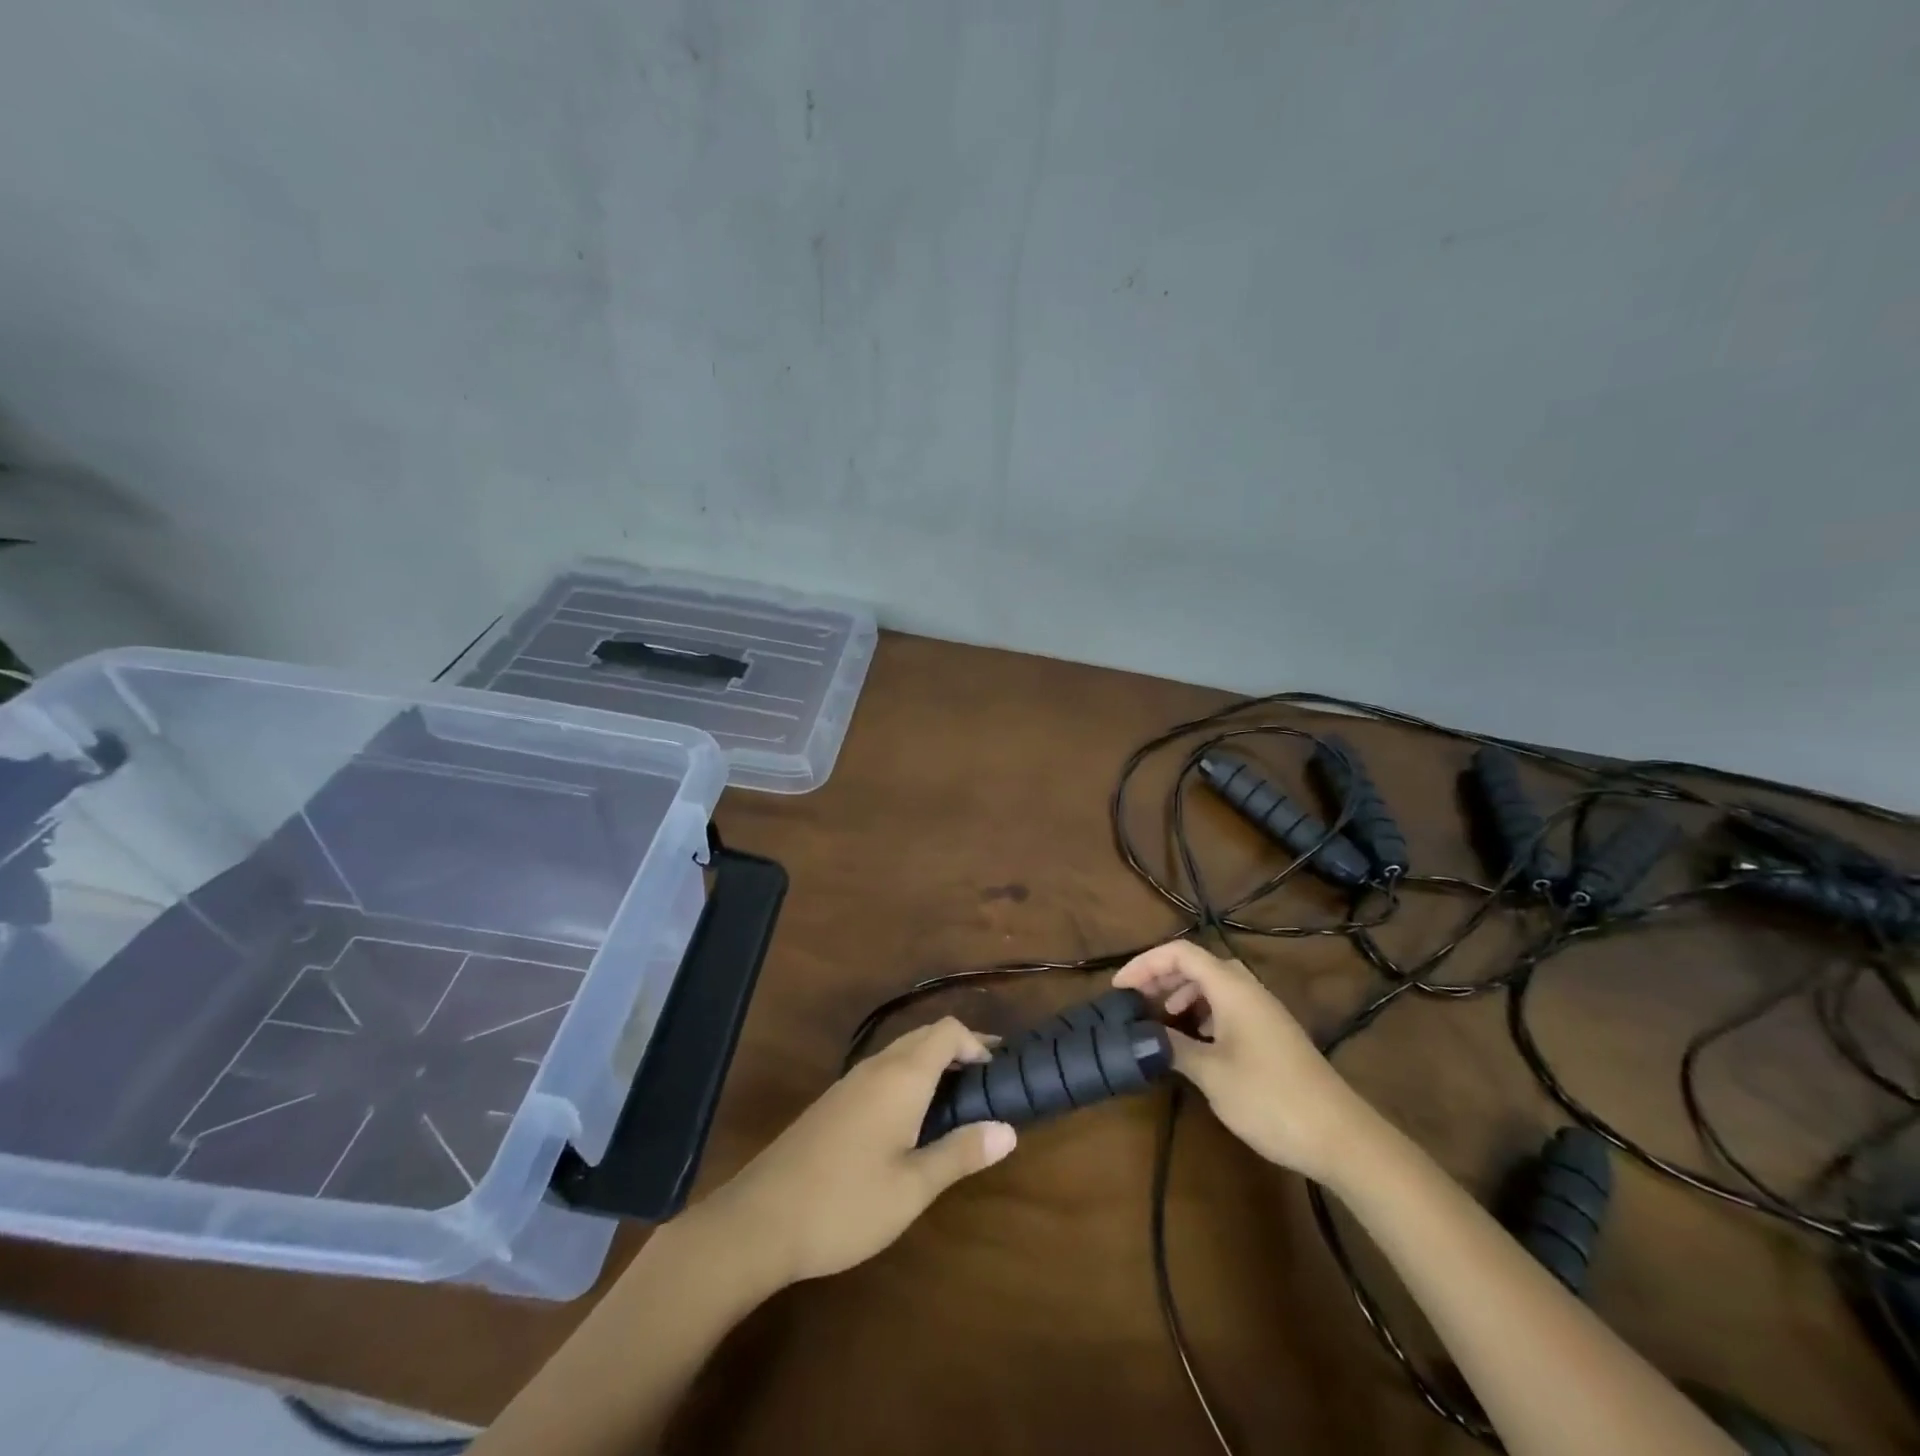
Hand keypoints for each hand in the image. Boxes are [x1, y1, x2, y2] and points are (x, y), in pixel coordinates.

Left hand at [699, 1018, 1017, 1285]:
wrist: (759, 1220)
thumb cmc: (846, 1203)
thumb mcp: (912, 1187)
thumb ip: (960, 1153)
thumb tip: (1008, 1129)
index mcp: (901, 1077)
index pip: (947, 1031)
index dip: (977, 1043)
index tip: (998, 1075)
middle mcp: (876, 1067)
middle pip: (925, 1035)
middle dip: (959, 1050)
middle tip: (986, 1084)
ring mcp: (850, 1083)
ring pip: (901, 1052)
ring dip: (933, 1064)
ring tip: (956, 1103)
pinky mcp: (833, 1102)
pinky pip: (882, 1071)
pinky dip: (908, 1078)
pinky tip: (911, 1120)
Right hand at [1113, 940, 1374, 1181]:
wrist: (1340, 1137)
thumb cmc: (1269, 1098)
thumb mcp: (1211, 1073)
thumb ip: (1173, 1046)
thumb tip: (1142, 1034)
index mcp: (1232, 988)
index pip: (1181, 953)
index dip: (1145, 963)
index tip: (1119, 988)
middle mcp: (1248, 990)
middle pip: (1197, 965)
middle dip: (1162, 978)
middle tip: (1136, 1003)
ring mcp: (1263, 1012)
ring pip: (1213, 986)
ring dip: (1182, 996)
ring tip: (1160, 1022)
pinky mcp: (1271, 1034)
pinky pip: (1228, 1007)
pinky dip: (1202, 1014)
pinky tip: (1194, 1043)